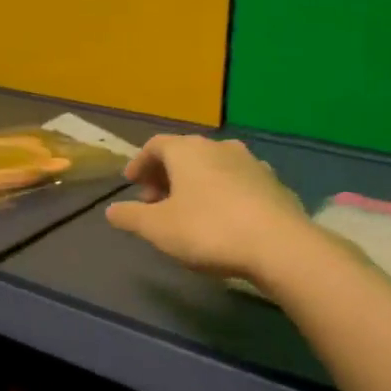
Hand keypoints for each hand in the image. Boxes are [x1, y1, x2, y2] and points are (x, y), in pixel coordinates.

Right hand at [104, 134, 312, 280]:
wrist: (279, 245)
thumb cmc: (208, 230)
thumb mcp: (158, 228)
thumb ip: (131, 217)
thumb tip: (111, 210)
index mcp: (188, 150)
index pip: (156, 145)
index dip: (140, 162)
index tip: (131, 182)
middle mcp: (220, 147)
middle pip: (185, 154)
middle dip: (165, 175)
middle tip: (153, 201)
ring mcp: (251, 163)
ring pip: (212, 167)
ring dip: (194, 184)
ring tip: (186, 211)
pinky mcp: (273, 184)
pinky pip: (236, 182)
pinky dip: (220, 193)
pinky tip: (220, 218)